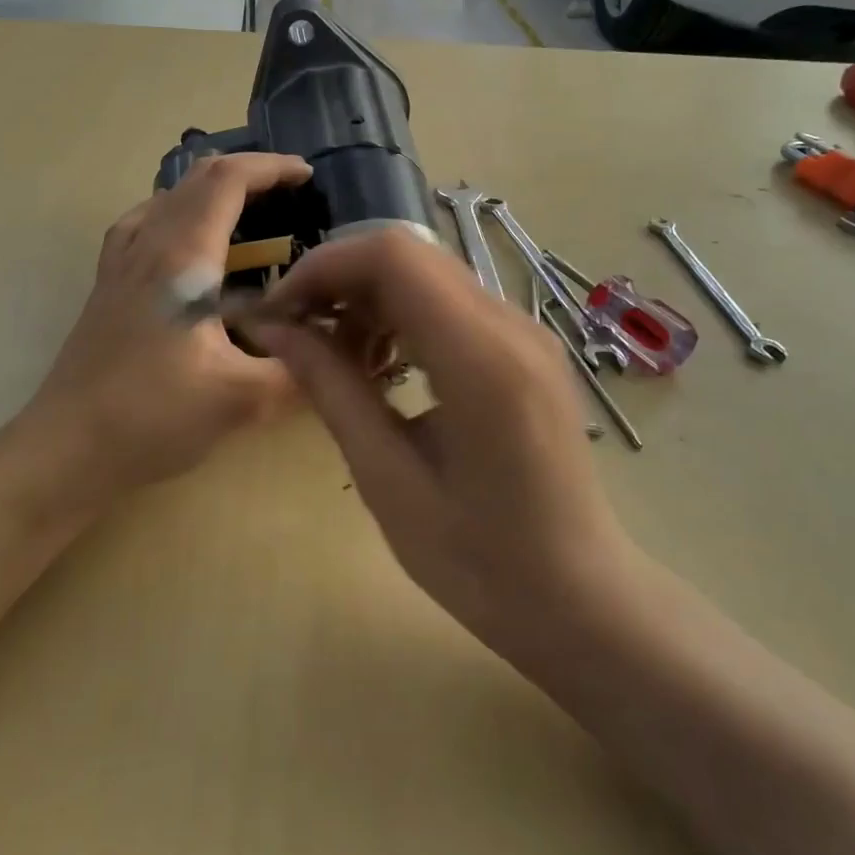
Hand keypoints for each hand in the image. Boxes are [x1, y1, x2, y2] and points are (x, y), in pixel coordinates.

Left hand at [18, 153, 312, 498]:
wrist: (64, 449)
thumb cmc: (151, 417)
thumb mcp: (240, 400)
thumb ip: (298, 371)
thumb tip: (339, 352)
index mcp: (180, 257)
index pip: (226, 181)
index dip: (270, 168)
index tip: (307, 177)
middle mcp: (146, 247)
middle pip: (195, 180)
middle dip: (247, 175)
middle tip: (289, 197)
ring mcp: (118, 266)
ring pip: (165, 200)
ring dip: (210, 193)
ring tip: (246, 216)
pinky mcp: (106, 289)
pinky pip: (141, 227)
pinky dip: (175, 217)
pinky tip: (186, 250)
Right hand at [248, 230, 629, 649]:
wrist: (580, 598)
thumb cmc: (479, 561)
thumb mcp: (387, 479)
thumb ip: (332, 390)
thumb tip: (275, 331)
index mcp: (482, 359)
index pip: (393, 257)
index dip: (323, 267)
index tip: (279, 312)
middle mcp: (512, 325)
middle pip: (409, 256)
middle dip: (340, 281)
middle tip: (297, 335)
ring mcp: (526, 332)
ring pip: (428, 275)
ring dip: (369, 299)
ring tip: (336, 359)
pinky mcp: (526, 348)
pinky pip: (452, 304)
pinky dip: (402, 317)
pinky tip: (382, 367)